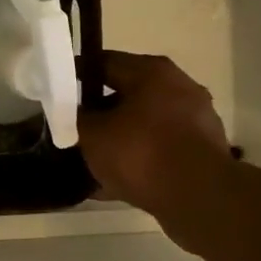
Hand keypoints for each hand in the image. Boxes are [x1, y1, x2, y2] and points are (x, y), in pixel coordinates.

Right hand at [79, 52, 233, 232]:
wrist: (200, 198)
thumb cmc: (141, 153)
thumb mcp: (92, 134)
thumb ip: (76, 117)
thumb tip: (73, 113)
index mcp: (152, 72)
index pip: (104, 62)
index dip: (77, 75)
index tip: (58, 92)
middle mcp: (179, 87)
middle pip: (128, 93)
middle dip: (100, 111)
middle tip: (75, 127)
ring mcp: (196, 120)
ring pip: (144, 124)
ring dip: (120, 137)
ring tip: (92, 159)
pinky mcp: (203, 152)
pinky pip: (160, 149)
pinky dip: (139, 160)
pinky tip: (114, 182)